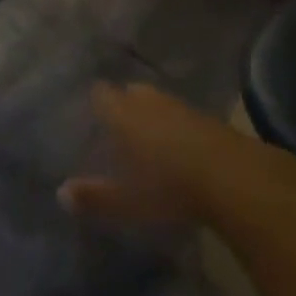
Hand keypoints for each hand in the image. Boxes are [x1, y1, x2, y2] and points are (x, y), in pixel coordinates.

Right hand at [59, 82, 239, 224]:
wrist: (234, 177)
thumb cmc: (169, 186)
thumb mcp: (128, 201)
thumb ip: (94, 197)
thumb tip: (60, 194)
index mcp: (122, 113)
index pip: (101, 95)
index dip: (96, 103)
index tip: (91, 116)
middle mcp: (147, 101)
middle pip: (130, 93)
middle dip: (124, 106)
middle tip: (118, 128)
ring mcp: (179, 105)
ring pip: (157, 102)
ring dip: (152, 114)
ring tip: (148, 136)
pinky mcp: (207, 117)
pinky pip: (181, 114)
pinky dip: (176, 125)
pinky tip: (179, 145)